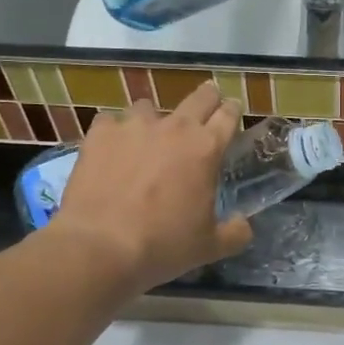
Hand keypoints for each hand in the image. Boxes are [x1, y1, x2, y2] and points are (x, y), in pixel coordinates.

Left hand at [49, 82, 252, 292]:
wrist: (101, 245)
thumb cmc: (163, 245)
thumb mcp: (210, 247)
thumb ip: (235, 232)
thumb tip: (243, 224)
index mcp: (206, 148)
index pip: (228, 115)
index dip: (233, 110)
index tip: (233, 111)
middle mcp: (173, 127)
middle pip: (199, 97)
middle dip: (207, 98)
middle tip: (206, 106)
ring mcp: (133, 126)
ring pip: (149, 107)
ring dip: (154, 119)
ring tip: (148, 138)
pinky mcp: (100, 133)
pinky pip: (111, 122)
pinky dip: (114, 132)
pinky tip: (112, 150)